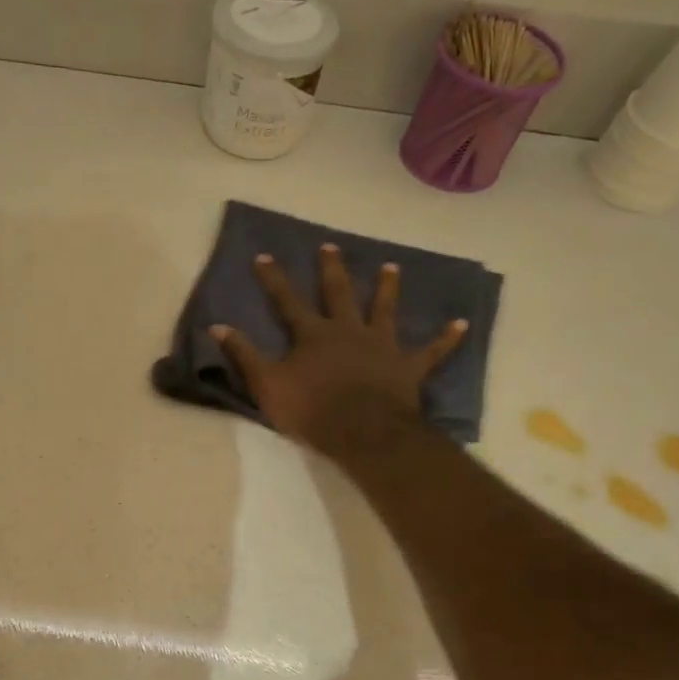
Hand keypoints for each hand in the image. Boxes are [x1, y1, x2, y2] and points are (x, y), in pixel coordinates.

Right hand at [211, 244, 466, 460]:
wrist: (362, 432)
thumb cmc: (311, 410)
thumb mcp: (266, 384)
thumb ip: (243, 354)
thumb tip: (216, 325)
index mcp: (313, 334)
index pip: (287, 300)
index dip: (274, 278)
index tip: (263, 255)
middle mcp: (348, 330)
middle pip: (339, 293)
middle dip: (332, 269)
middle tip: (331, 247)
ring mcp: (381, 345)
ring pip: (385, 310)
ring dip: (388, 288)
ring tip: (392, 267)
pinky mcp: (407, 366)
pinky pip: (431, 351)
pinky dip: (446, 339)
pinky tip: (462, 324)